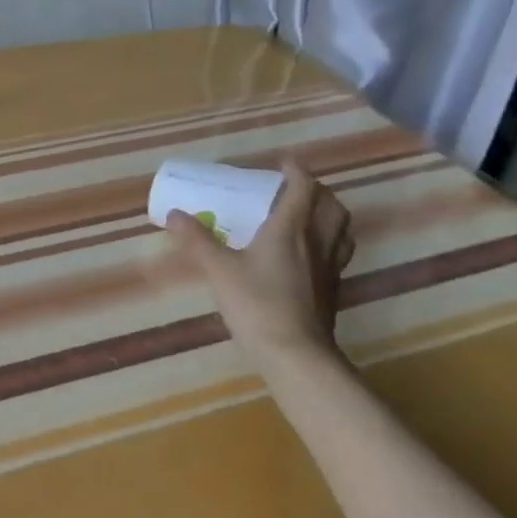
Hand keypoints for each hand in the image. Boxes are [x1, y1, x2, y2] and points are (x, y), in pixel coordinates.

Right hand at [166, 159, 353, 360]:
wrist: (294, 355)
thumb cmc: (257, 304)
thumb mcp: (219, 270)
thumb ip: (197, 240)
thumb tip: (174, 214)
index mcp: (291, 230)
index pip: (303, 188)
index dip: (296, 171)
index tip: (283, 162)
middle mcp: (317, 243)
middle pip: (331, 206)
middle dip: (317, 191)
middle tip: (295, 189)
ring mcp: (330, 268)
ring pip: (341, 230)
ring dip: (329, 215)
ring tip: (308, 215)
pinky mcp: (332, 291)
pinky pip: (338, 254)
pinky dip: (328, 242)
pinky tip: (308, 255)